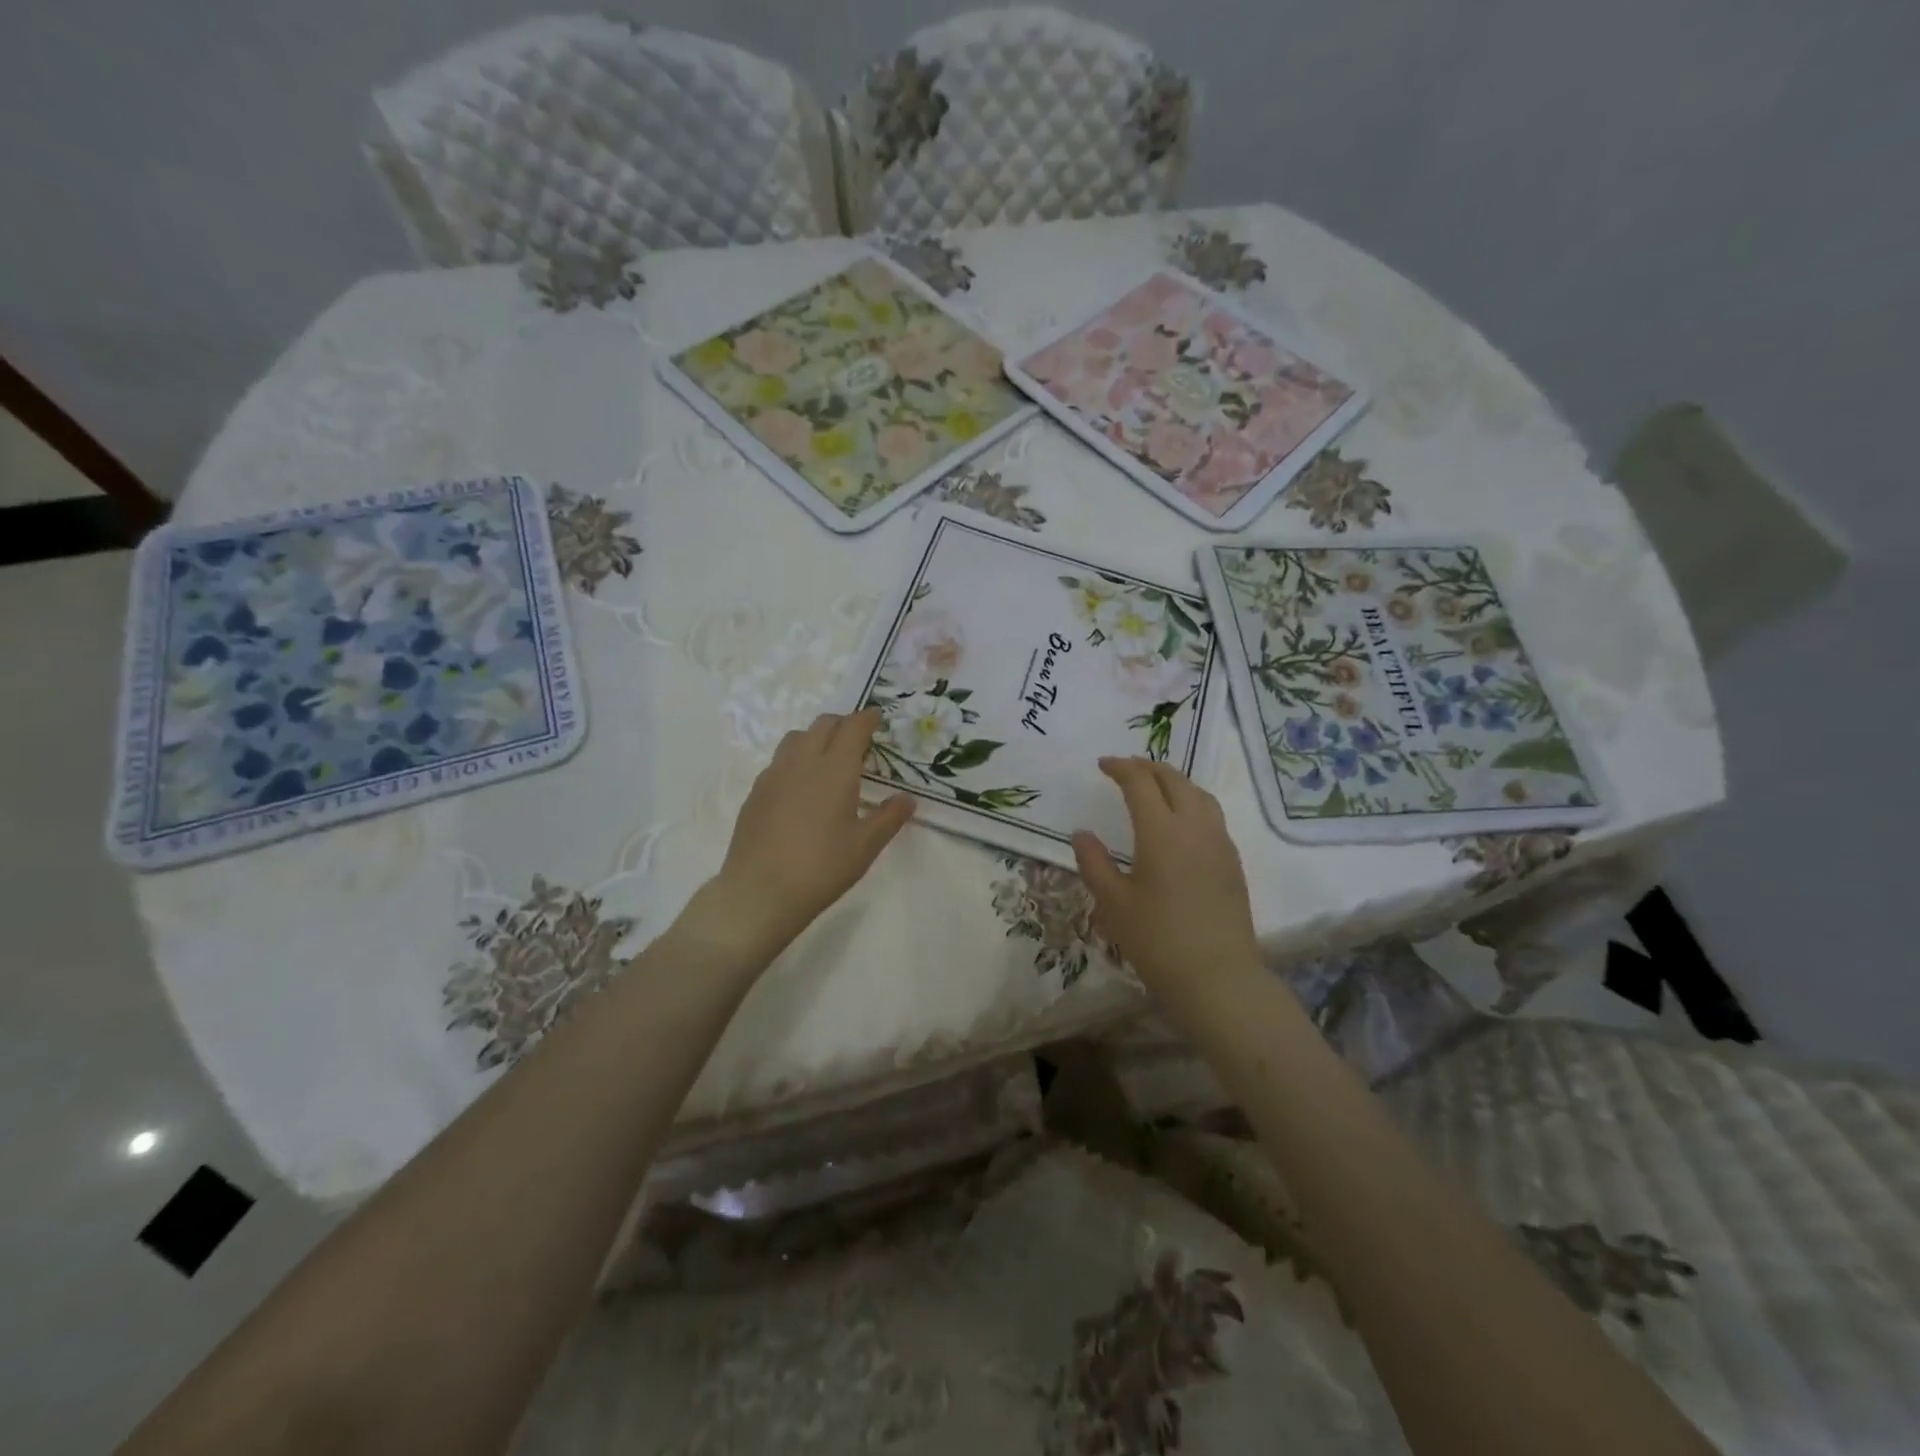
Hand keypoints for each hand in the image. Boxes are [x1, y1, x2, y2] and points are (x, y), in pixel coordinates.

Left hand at [700, 708, 915, 959]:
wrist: (760, 892)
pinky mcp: (755, 793)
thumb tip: (908, 799)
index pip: (853, 727)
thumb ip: (889, 817)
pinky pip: (778, 762)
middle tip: (858, 740)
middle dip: (843, 724)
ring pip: (796, 738)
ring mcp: (774, 775)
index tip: (878, 719)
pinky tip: (800, 788)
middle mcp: (802, 762)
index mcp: (835, 769)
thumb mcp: (865, 846)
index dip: (867, 719)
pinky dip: (795, 761)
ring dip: (816, 738)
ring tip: (828, 760)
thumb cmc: (821, 867)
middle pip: (823, 725)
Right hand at [1072, 757, 1261, 998]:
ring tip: (1155, 786)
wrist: (1217, 977)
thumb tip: (1082, 834)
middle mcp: (1194, 827)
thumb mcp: (1113, 903)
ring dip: (1174, 781)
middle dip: (1148, 767)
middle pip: (1173, 780)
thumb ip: (1094, 863)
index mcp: (1161, 831)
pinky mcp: (1233, 861)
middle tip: (1126, 768)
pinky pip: (1212, 815)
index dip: (1120, 768)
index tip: (1102, 765)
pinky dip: (1192, 801)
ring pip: (1199, 793)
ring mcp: (1219, 842)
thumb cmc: (1157, 940)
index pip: (1140, 783)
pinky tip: (1181, 820)